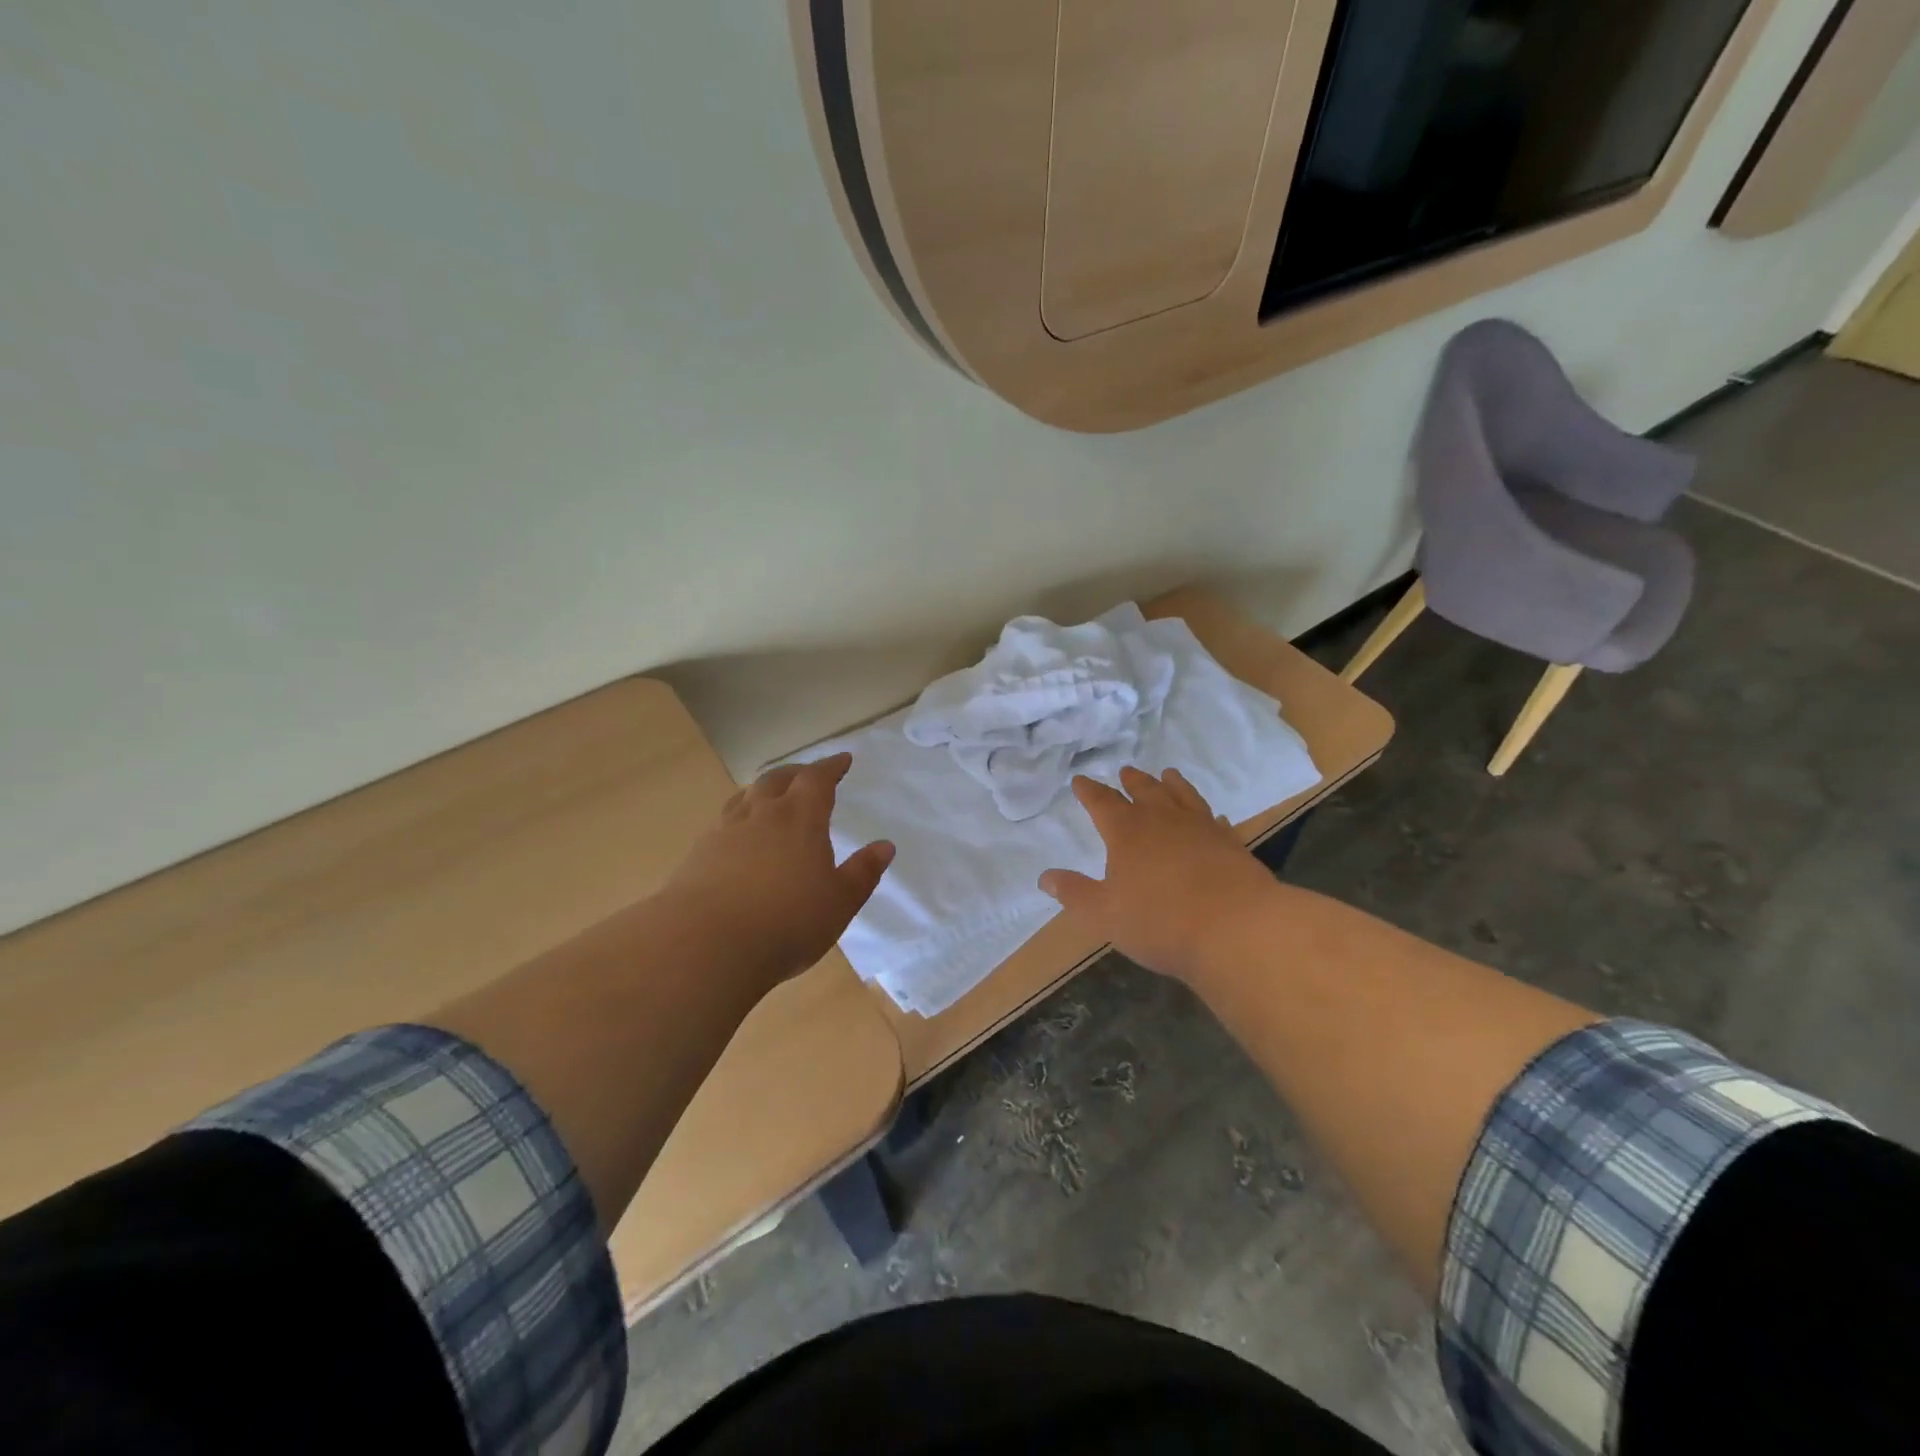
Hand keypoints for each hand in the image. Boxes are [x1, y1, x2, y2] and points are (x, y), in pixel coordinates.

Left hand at [658, 753, 893, 990]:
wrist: (705, 945)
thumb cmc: (787, 921)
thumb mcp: (839, 902)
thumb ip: (863, 872)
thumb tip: (885, 846)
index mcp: (800, 818)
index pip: (817, 779)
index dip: (831, 767)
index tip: (843, 760)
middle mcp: (761, 815)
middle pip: (777, 780)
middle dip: (796, 773)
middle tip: (808, 775)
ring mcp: (724, 832)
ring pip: (745, 797)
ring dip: (762, 791)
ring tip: (770, 797)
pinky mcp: (698, 855)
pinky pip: (723, 823)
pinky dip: (738, 818)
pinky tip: (738, 837)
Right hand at [1040, 767, 1275, 982]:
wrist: (1236, 929)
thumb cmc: (1160, 922)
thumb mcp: (1104, 914)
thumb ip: (1074, 893)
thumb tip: (1046, 877)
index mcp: (1127, 832)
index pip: (1102, 802)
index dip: (1089, 791)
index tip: (1080, 780)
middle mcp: (1162, 820)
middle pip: (1145, 791)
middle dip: (1132, 781)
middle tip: (1126, 771)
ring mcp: (1200, 828)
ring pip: (1182, 796)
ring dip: (1172, 784)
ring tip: (1167, 774)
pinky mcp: (1230, 844)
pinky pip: (1215, 822)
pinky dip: (1208, 816)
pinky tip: (1212, 818)